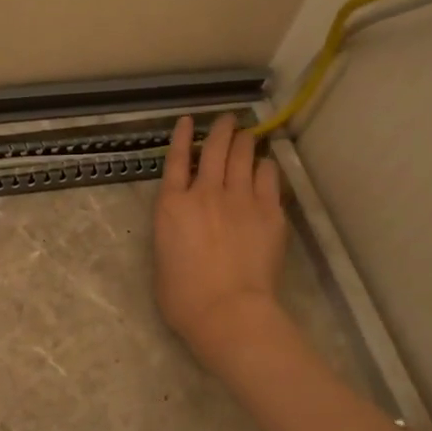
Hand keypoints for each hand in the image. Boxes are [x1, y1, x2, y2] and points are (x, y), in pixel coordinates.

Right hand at [153, 114, 287, 368]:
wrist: (228, 310)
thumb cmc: (184, 298)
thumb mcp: (162, 259)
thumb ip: (171, 234)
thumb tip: (183, 228)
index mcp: (172, 206)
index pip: (175, 161)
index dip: (181, 137)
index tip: (187, 121)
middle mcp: (205, 193)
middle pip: (213, 151)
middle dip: (220, 131)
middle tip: (227, 119)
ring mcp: (240, 200)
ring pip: (243, 158)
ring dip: (244, 141)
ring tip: (247, 133)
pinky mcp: (269, 212)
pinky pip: (269, 178)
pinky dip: (266, 166)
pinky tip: (267, 163)